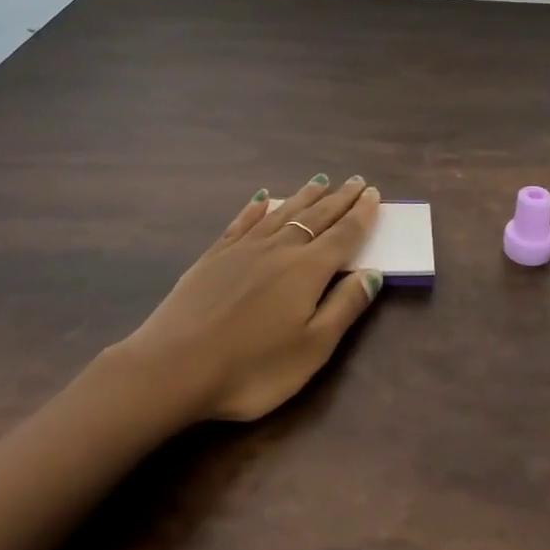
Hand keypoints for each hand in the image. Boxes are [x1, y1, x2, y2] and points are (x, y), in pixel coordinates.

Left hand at [120, 175, 385, 422]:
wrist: (174, 367)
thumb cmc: (252, 368)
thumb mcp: (312, 348)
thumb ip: (345, 307)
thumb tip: (373, 273)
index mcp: (307, 270)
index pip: (343, 235)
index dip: (361, 215)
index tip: (374, 194)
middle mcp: (278, 249)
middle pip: (316, 217)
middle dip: (339, 199)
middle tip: (356, 181)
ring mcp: (243, 249)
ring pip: (282, 213)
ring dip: (304, 196)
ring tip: (320, 181)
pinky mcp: (214, 257)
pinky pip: (242, 222)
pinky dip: (256, 207)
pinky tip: (263, 198)